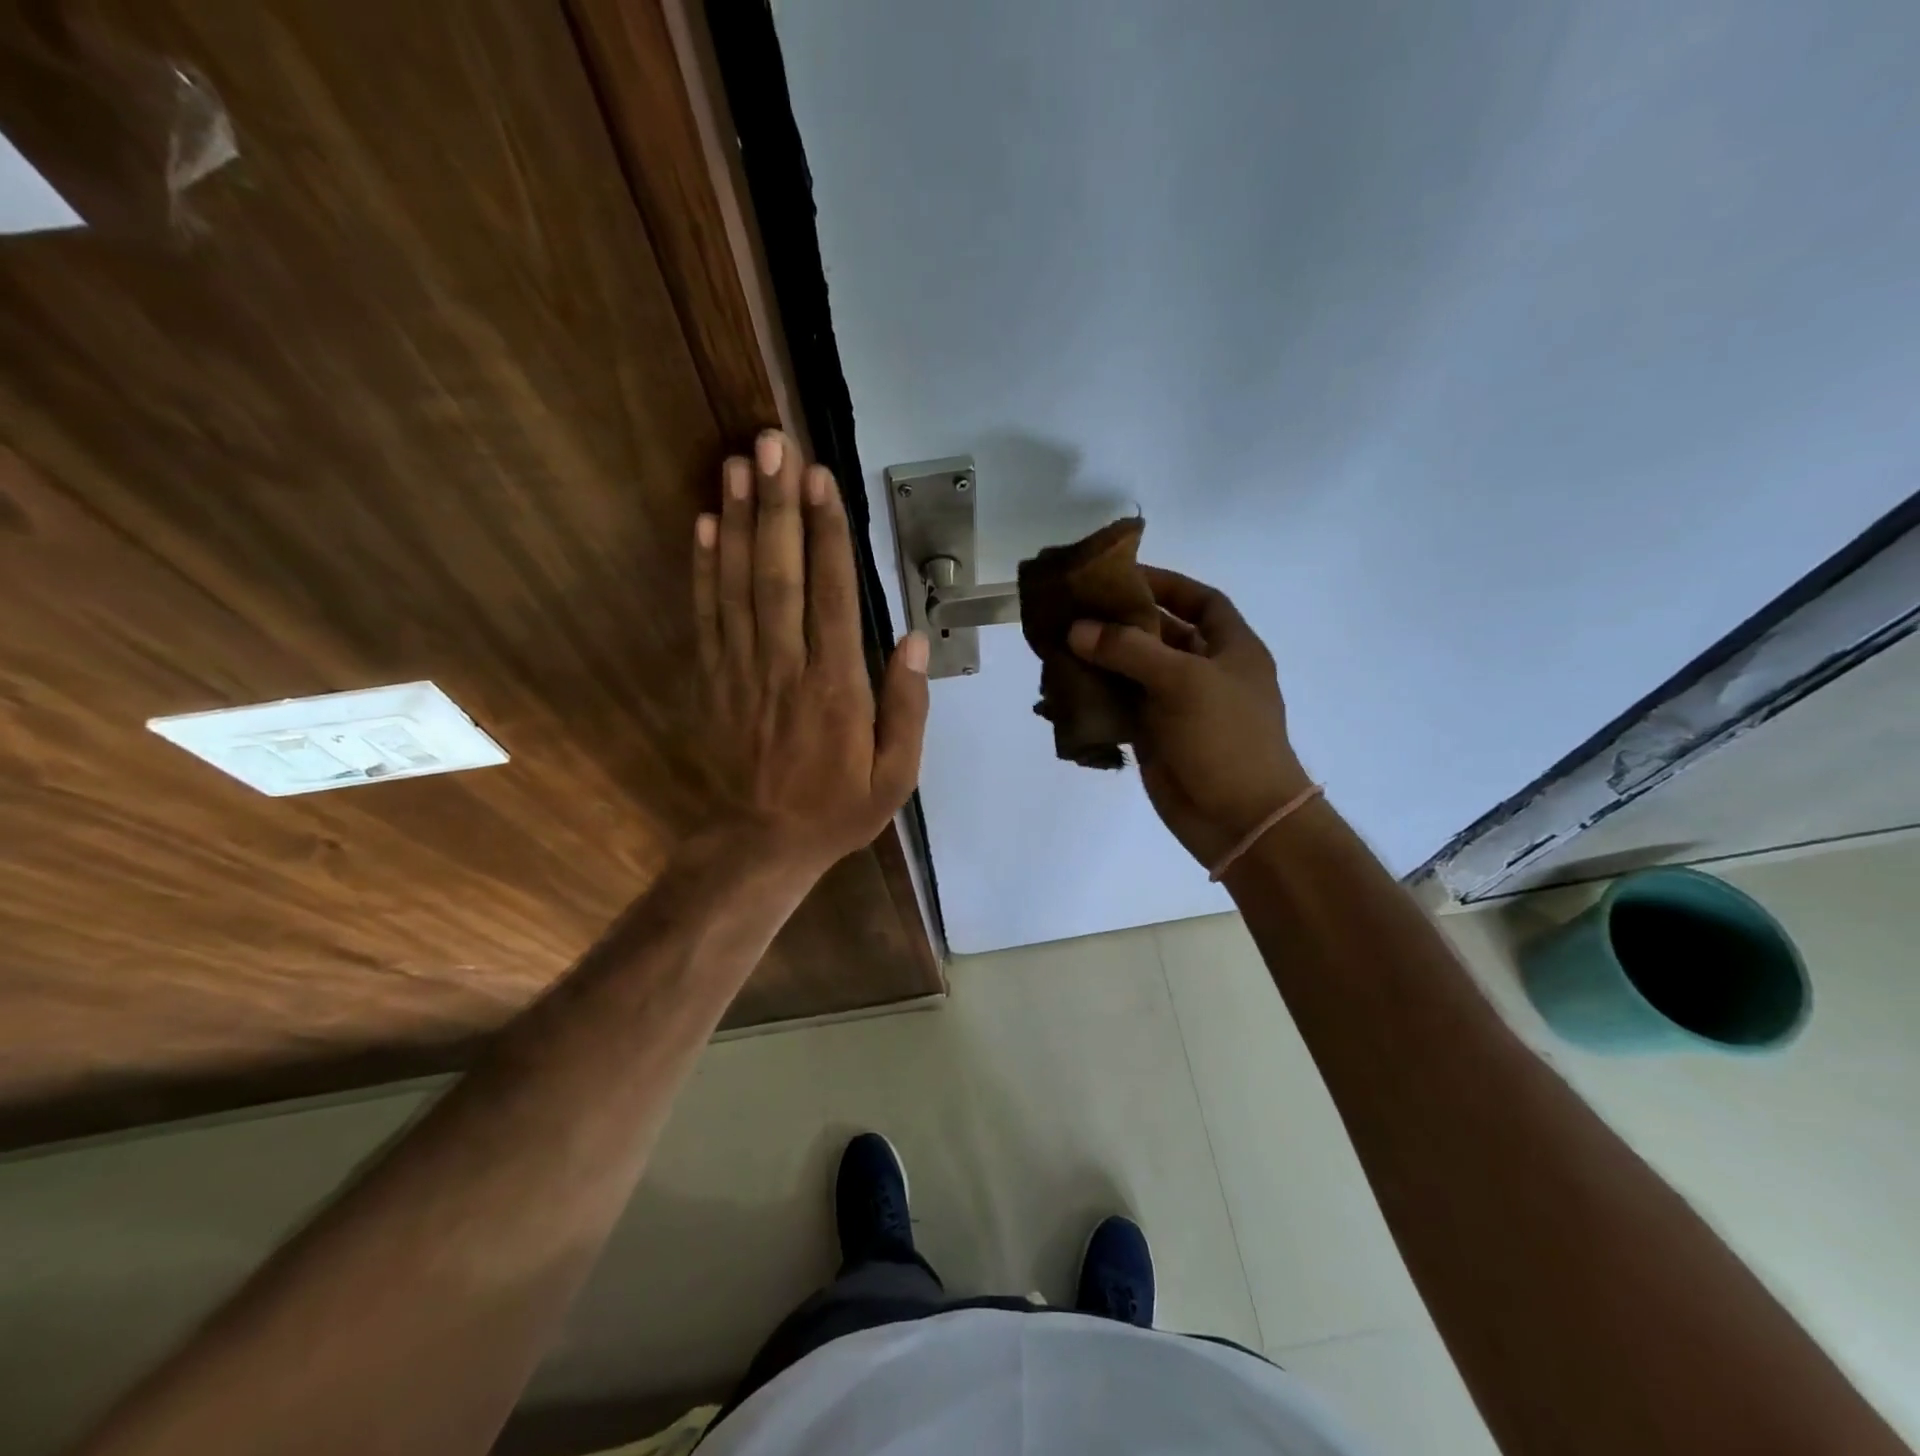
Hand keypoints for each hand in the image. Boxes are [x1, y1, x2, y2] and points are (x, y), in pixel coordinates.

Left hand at [694, 430, 929, 876]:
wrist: (761, 843)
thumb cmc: (838, 808)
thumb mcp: (895, 777)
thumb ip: (906, 710)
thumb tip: (909, 641)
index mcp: (836, 689)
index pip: (832, 597)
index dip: (828, 535)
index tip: (822, 478)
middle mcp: (785, 667)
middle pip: (780, 575)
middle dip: (778, 506)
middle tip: (773, 443)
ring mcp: (742, 670)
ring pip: (739, 585)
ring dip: (740, 521)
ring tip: (738, 463)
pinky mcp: (713, 679)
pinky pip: (707, 615)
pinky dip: (704, 567)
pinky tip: (706, 523)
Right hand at [1068, 567, 1311, 867]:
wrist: (1239, 819)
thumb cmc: (1226, 738)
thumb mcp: (1184, 681)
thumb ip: (1129, 650)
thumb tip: (1077, 629)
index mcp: (1230, 648)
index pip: (1200, 600)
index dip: (1167, 583)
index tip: (1122, 576)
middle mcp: (1203, 671)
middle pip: (1158, 634)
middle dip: (1119, 622)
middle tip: (1073, 610)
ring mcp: (1177, 706)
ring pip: (1132, 672)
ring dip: (1099, 661)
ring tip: (1056, 647)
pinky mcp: (1154, 736)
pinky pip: (1119, 708)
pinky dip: (1093, 700)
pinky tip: (1060, 693)